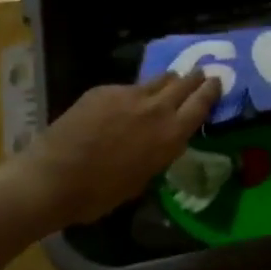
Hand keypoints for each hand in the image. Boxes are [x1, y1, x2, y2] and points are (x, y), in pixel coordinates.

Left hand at [20, 70, 221, 225]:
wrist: (53, 178)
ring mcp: (129, 94)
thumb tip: (161, 140)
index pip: (201, 104)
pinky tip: (124, 103)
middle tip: (199, 75)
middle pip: (183, 83)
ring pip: (157, 80)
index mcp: (170, 136)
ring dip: (167, 81)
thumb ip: (158, 152)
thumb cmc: (99, 194)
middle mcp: (156, 109)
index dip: (211, 91)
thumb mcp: (142, 179)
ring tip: (169, 82)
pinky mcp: (104, 90)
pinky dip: (132, 93)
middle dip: (193, 79)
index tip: (217, 82)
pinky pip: (127, 87)